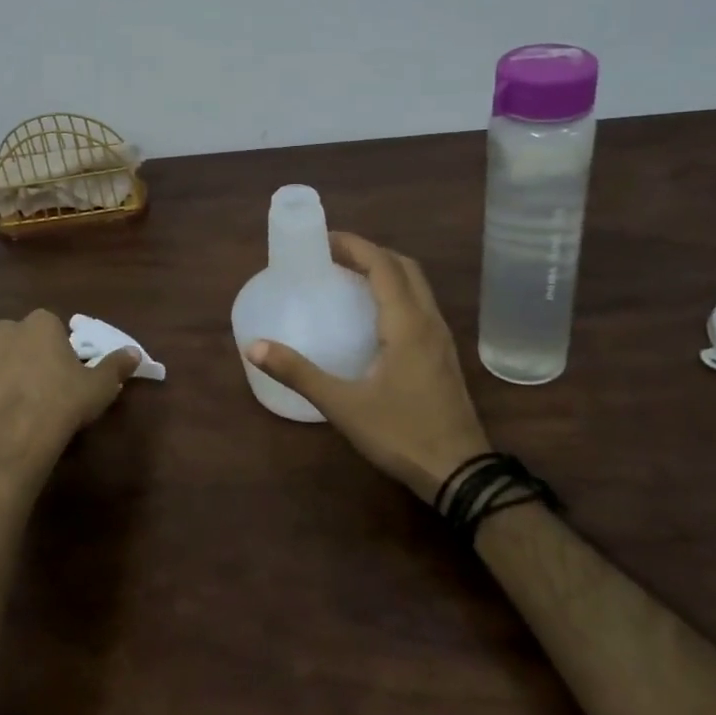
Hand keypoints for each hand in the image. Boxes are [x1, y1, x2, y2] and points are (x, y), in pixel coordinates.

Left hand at [0, 310, 140, 490]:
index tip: (61, 371)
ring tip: (4, 395)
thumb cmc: (62, 404)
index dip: (54, 348)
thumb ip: (116, 365)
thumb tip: (135, 352)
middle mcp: (5, 328)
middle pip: (15, 336)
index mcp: (40, 323)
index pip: (49, 326)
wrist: (14, 435)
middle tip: (34, 383)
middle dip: (21, 353)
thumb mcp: (100, 387)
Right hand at [247, 233, 488, 502]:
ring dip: (386, 271)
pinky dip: (397, 292)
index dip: (354, 246)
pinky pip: (421, 305)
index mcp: (407, 324)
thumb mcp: (343, 405)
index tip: (323, 240)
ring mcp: (441, 339)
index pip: (383, 265)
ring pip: (417, 286)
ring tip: (349, 277)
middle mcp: (429, 321)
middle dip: (370, 253)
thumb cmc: (401, 434)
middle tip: (333, 256)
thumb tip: (255, 347)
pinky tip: (374, 316)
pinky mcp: (443, 356)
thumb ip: (299, 373)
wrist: (460, 474)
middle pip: (404, 267)